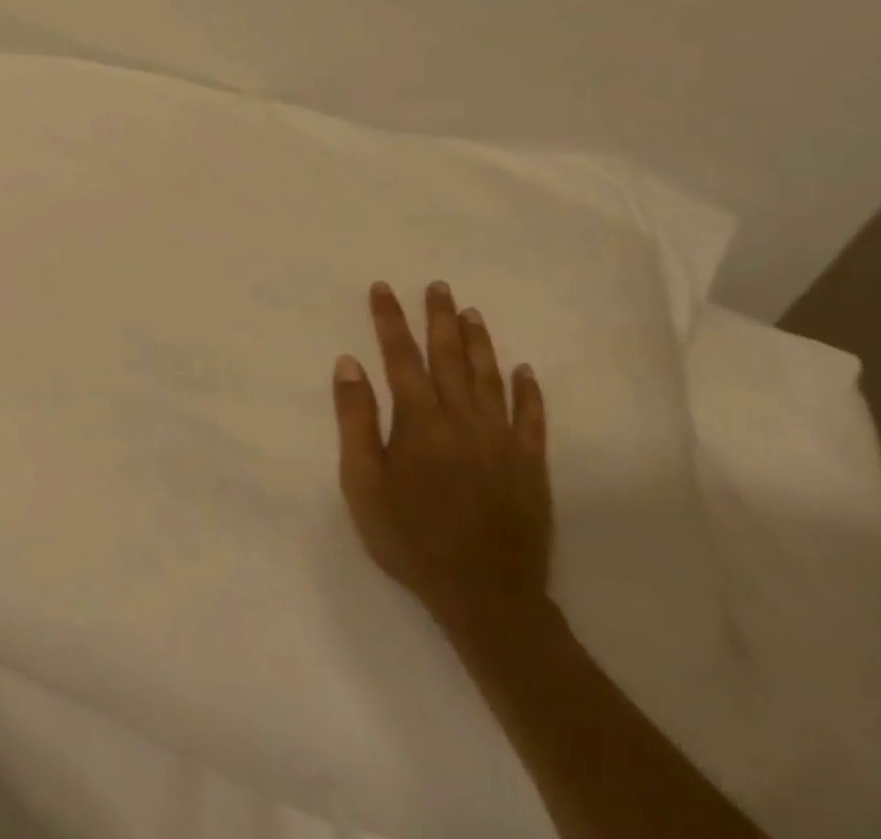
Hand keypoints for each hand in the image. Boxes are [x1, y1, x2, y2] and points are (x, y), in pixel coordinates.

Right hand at [334, 281, 552, 635]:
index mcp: (420, 421)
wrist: (486, 596)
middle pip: (450, 357)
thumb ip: (356, 419)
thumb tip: (348, 363)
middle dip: (439, 318)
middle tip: (438, 285)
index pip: (401, 357)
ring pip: (490, 378)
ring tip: (471, 312)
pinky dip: (528, 391)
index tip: (383, 288)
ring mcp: (502, 441)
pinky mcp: (530, 465)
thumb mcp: (363, 481)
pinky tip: (523, 370)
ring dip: (479, 342)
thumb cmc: (411, 537)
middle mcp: (463, 420)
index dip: (390, 320)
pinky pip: (532, 418)